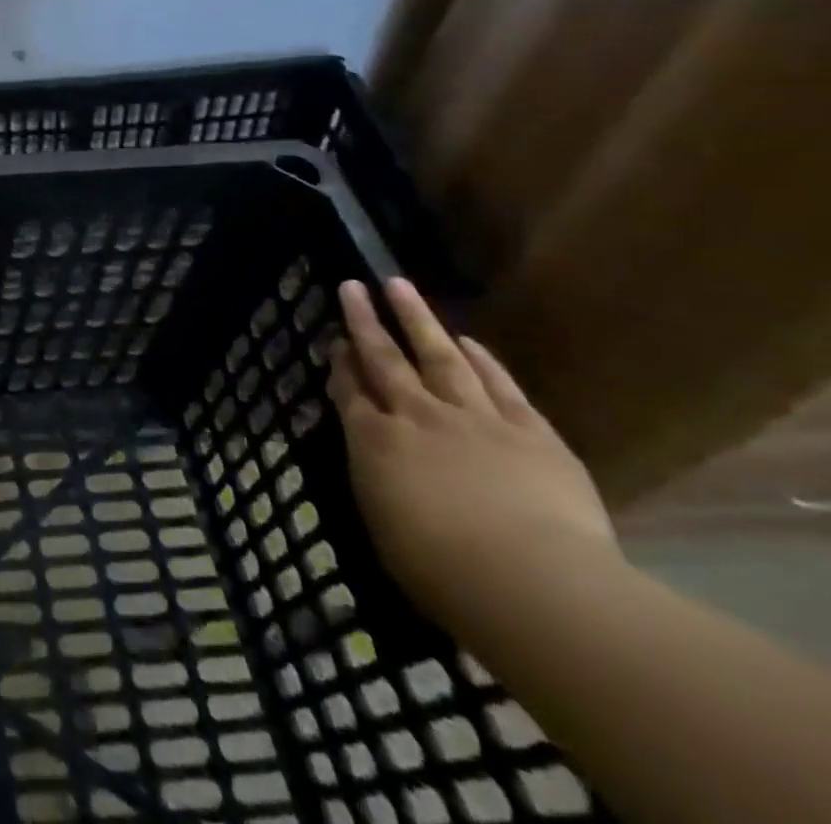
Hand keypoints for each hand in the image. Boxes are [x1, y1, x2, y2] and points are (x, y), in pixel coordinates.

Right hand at [327, 277, 615, 632]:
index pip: (350, 391)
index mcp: (374, 441)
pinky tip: (468, 341)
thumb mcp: (383, 524)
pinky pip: (500, 387)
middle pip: (384, 358)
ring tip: (399, 286)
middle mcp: (416, 416)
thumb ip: (376, 477)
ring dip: (417, 319)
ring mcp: (474, 418)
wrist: (531, 582)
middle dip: (365, 321)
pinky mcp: (530, 432)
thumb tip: (374, 453)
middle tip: (352, 286)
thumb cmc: (441, 570)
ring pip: (438, 356)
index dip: (341, 363)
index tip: (335, 340)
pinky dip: (483, 361)